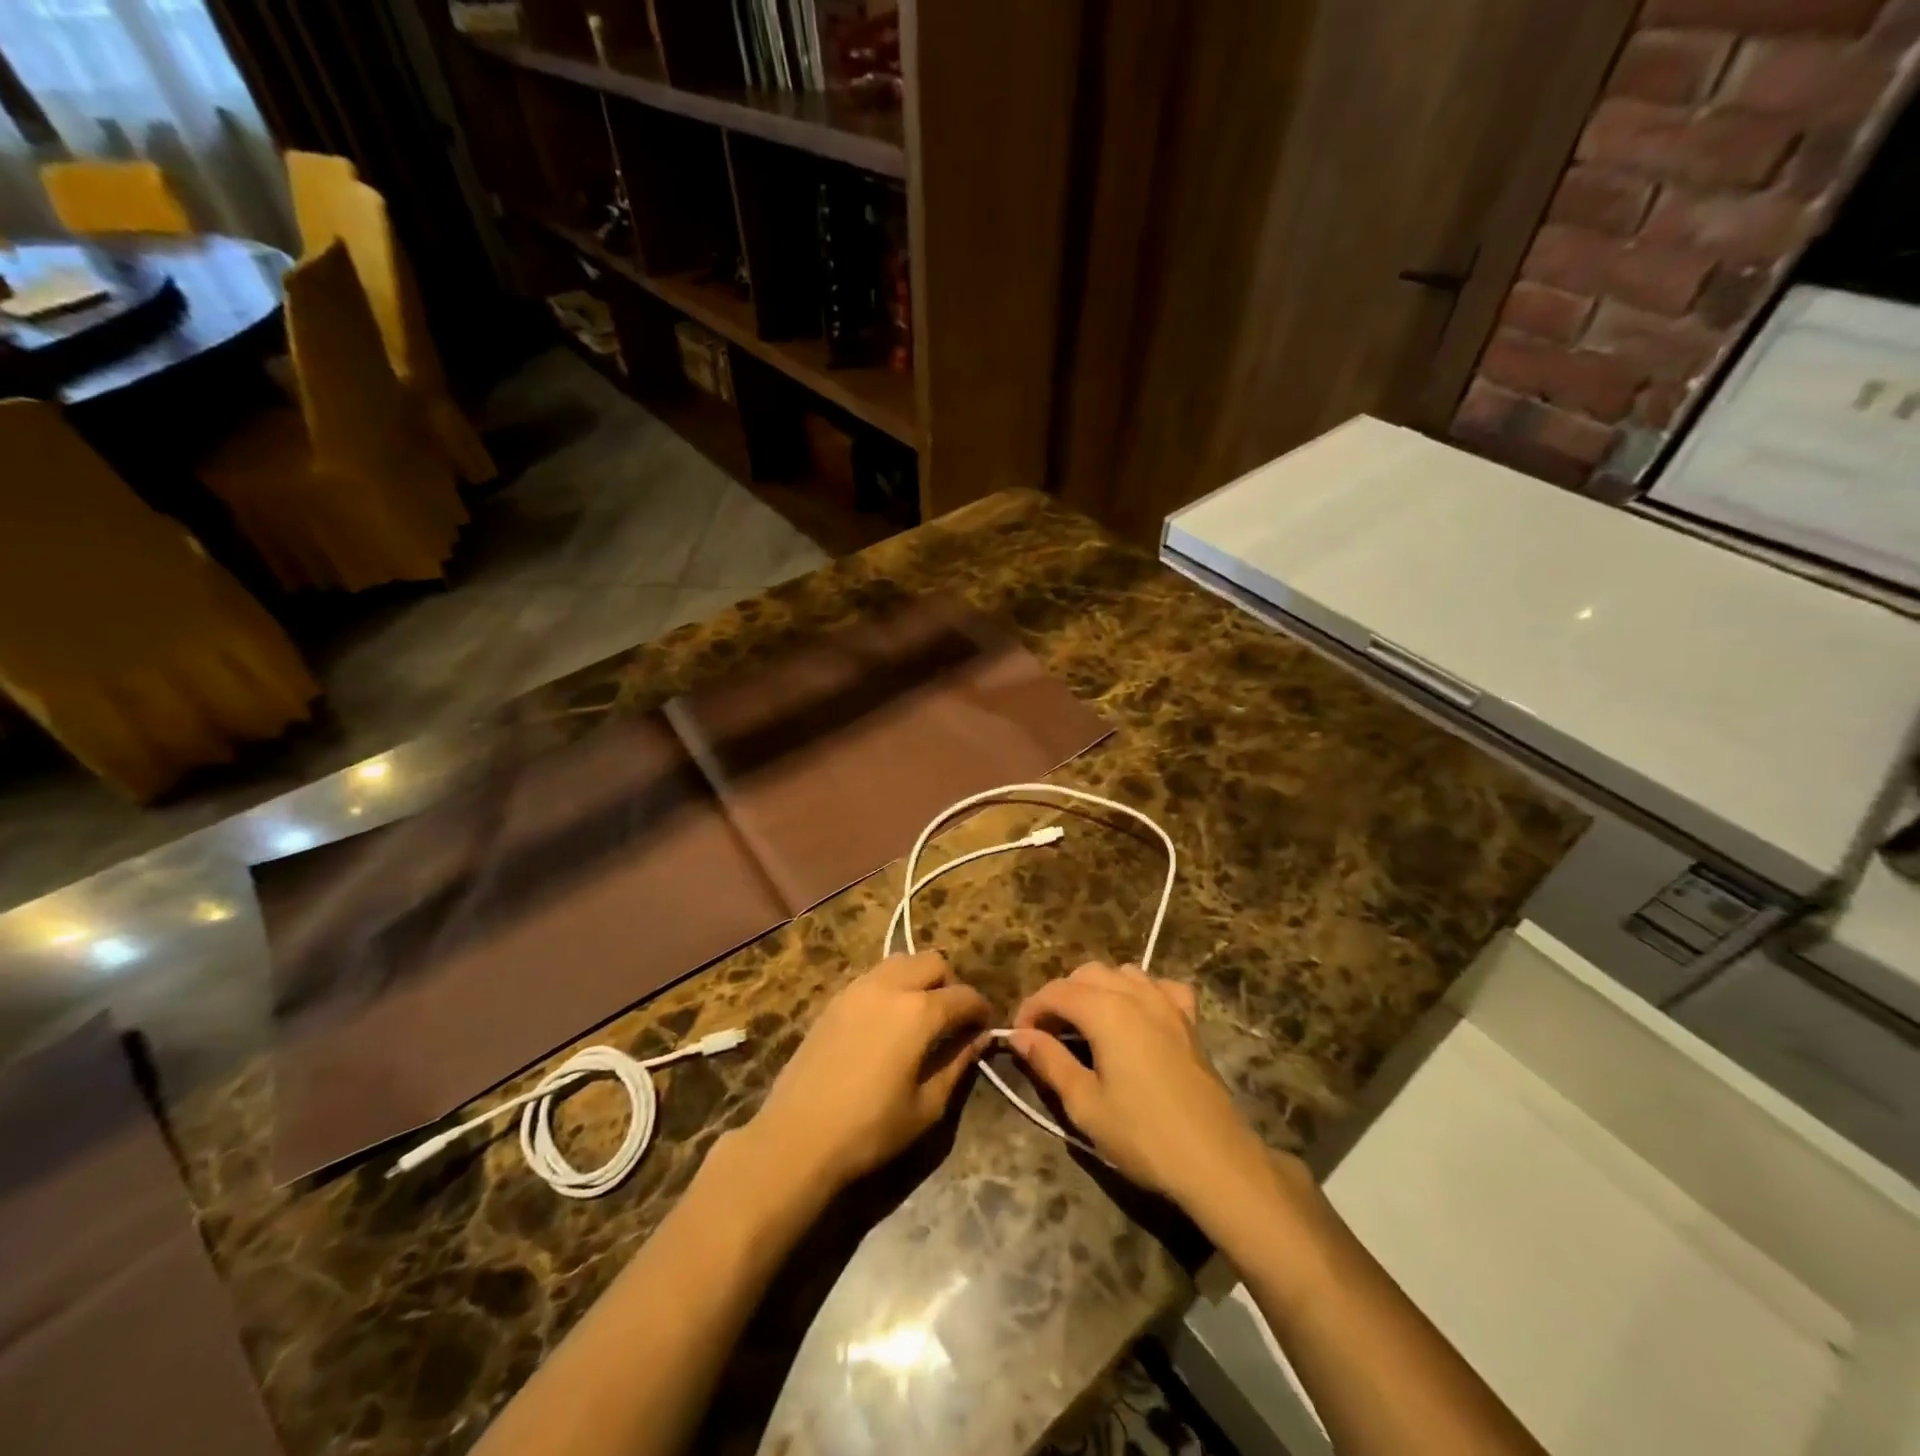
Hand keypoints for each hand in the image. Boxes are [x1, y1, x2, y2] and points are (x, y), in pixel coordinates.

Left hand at [746, 953, 990, 1188]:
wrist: (797, 1137)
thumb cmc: (870, 1129)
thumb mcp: (926, 1107)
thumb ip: (957, 1065)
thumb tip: (979, 1039)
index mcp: (919, 1012)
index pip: (963, 996)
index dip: (981, 1009)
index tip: (986, 1026)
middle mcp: (890, 987)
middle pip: (933, 962)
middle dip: (951, 984)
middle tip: (954, 1017)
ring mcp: (858, 988)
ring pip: (901, 961)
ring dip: (919, 977)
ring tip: (921, 1013)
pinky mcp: (835, 999)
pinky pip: (874, 976)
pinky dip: (892, 985)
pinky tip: (888, 1019)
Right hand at [1012, 963, 1271, 1209]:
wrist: (1215, 1162)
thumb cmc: (1143, 1136)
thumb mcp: (1085, 1104)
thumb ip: (1049, 1061)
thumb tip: (1019, 1035)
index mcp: (1105, 1010)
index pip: (1056, 991)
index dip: (1031, 1008)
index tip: (1018, 1036)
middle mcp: (1135, 994)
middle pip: (1087, 974)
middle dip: (1061, 996)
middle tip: (1048, 1034)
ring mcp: (1167, 1004)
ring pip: (1123, 973)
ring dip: (1097, 989)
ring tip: (1086, 1024)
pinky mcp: (1189, 1021)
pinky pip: (1161, 987)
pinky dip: (1142, 992)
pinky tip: (1137, 1016)